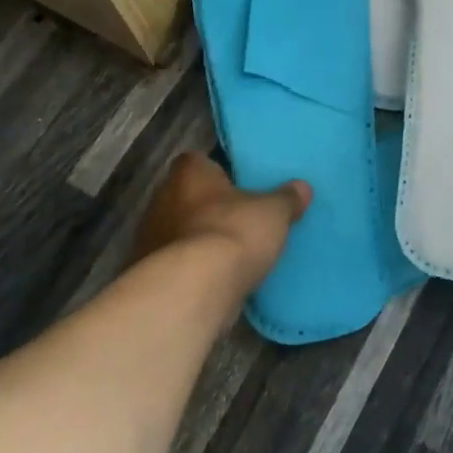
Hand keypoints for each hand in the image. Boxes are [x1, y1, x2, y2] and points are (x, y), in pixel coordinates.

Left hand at [135, 152, 310, 293]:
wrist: (193, 290)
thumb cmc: (233, 232)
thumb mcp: (273, 212)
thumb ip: (287, 198)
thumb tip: (302, 187)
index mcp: (189, 173)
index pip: (198, 161)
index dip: (219, 171)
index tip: (239, 184)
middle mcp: (162, 199)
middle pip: (188, 197)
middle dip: (211, 207)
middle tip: (241, 218)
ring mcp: (151, 238)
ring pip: (181, 232)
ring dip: (200, 240)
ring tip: (232, 254)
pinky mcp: (152, 274)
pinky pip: (178, 264)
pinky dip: (194, 269)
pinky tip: (218, 280)